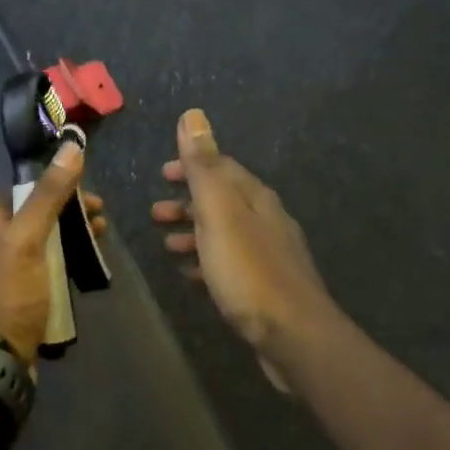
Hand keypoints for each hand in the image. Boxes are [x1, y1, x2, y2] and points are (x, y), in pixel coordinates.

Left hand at [0, 139, 106, 365]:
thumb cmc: (8, 294)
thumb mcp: (27, 239)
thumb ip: (49, 195)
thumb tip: (73, 146)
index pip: (24, 188)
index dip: (56, 183)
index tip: (87, 188)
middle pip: (38, 215)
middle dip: (71, 212)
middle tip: (102, 217)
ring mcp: (9, 271)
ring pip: (47, 243)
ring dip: (73, 237)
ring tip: (102, 239)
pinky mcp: (23, 296)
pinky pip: (49, 270)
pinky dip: (69, 264)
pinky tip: (89, 268)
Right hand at [152, 109, 332, 380]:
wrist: (293, 335)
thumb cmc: (248, 270)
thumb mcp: (219, 212)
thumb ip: (203, 166)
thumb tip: (193, 115)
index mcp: (256, 198)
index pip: (222, 168)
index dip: (191, 167)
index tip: (162, 173)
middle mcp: (267, 220)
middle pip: (223, 201)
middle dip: (188, 202)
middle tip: (155, 213)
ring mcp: (270, 256)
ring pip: (225, 234)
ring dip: (194, 234)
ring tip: (167, 245)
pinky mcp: (267, 288)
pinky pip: (230, 265)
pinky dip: (207, 262)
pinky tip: (192, 277)